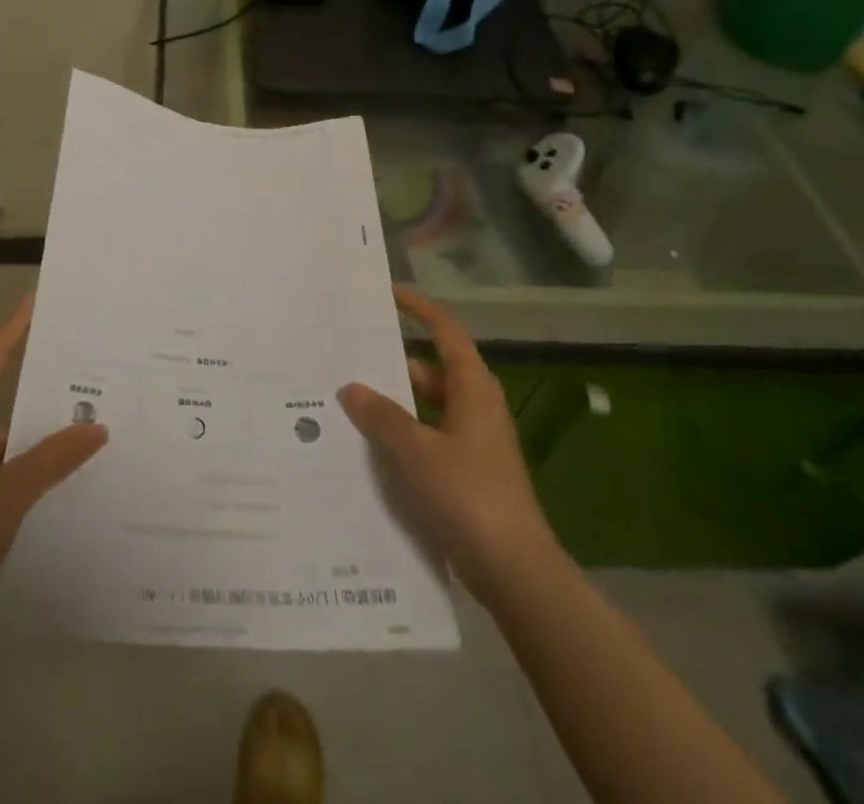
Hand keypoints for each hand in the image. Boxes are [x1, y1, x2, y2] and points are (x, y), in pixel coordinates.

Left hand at [0, 294, 107, 638]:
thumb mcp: (8, 496)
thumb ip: (53, 458)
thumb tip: (97, 428)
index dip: (13, 327)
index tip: (35, 298)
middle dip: (35, 377)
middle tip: (78, 358)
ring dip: (33, 430)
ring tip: (82, 420)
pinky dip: (23, 460)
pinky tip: (58, 470)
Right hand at [339, 285, 559, 593]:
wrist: (515, 570)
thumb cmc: (468, 494)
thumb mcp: (416, 450)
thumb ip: (382, 416)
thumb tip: (351, 388)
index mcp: (473, 388)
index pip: (446, 332)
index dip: (419, 309)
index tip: (388, 293)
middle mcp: (476, 406)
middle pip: (431, 369)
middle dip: (393, 363)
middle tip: (349, 356)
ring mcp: (473, 440)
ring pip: (427, 405)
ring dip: (394, 403)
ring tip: (348, 400)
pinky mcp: (467, 469)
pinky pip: (428, 435)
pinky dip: (403, 433)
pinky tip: (370, 444)